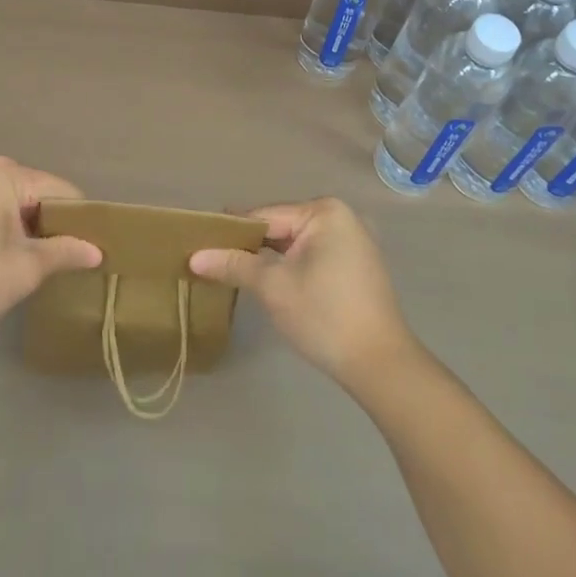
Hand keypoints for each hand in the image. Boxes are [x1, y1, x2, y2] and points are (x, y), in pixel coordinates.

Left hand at [0, 155, 101, 344]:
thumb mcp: (26, 269)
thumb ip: (64, 252)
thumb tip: (96, 251)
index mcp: (3, 173)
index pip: (59, 191)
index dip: (77, 220)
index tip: (88, 249)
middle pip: (31, 191)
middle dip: (46, 221)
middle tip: (57, 258)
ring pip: (4, 198)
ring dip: (19, 222)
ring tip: (27, 256)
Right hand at [190, 197, 414, 388]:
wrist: (380, 364)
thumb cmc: (324, 315)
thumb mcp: (272, 287)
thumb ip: (234, 265)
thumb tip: (195, 257)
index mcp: (324, 211)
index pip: (266, 215)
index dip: (232, 231)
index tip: (200, 242)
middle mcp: (342, 216)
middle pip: (281, 227)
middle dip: (251, 245)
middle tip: (213, 261)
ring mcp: (353, 241)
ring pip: (297, 244)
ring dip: (270, 258)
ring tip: (234, 272)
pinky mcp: (357, 266)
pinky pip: (314, 257)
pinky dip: (292, 267)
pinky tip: (270, 283)